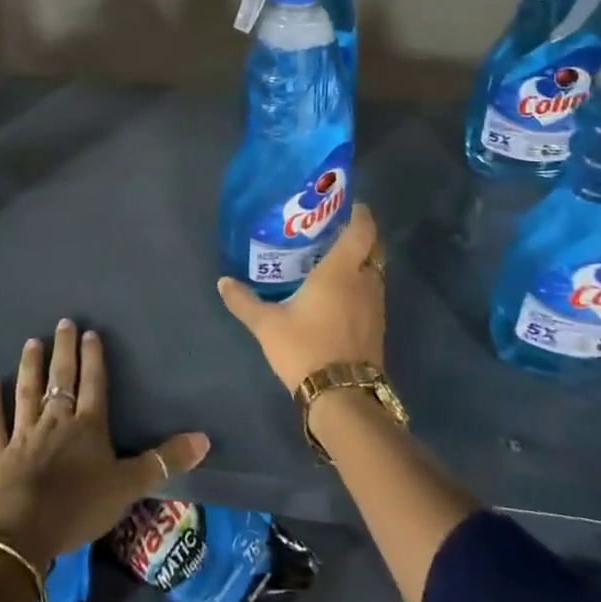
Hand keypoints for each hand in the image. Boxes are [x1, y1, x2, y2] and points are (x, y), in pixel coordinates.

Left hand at [0, 319, 209, 566]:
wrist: (23, 531)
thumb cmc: (80, 507)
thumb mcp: (129, 486)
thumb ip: (165, 461)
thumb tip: (205, 438)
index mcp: (88, 426)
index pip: (94, 384)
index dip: (93, 358)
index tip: (90, 332)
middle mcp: (56, 421)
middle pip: (62, 379)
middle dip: (64, 350)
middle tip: (63, 323)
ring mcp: (24, 434)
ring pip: (28, 392)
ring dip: (30, 366)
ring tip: (32, 342)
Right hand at [218, 202, 385, 392]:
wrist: (342, 397)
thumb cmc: (305, 348)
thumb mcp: (267, 324)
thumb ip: (244, 301)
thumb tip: (223, 282)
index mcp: (341, 271)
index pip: (362, 229)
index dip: (359, 213)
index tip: (346, 204)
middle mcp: (364, 282)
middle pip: (373, 248)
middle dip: (360, 236)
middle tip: (335, 231)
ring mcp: (375, 306)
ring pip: (375, 272)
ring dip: (361, 263)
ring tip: (334, 261)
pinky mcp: (377, 328)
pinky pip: (372, 294)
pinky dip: (361, 286)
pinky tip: (339, 295)